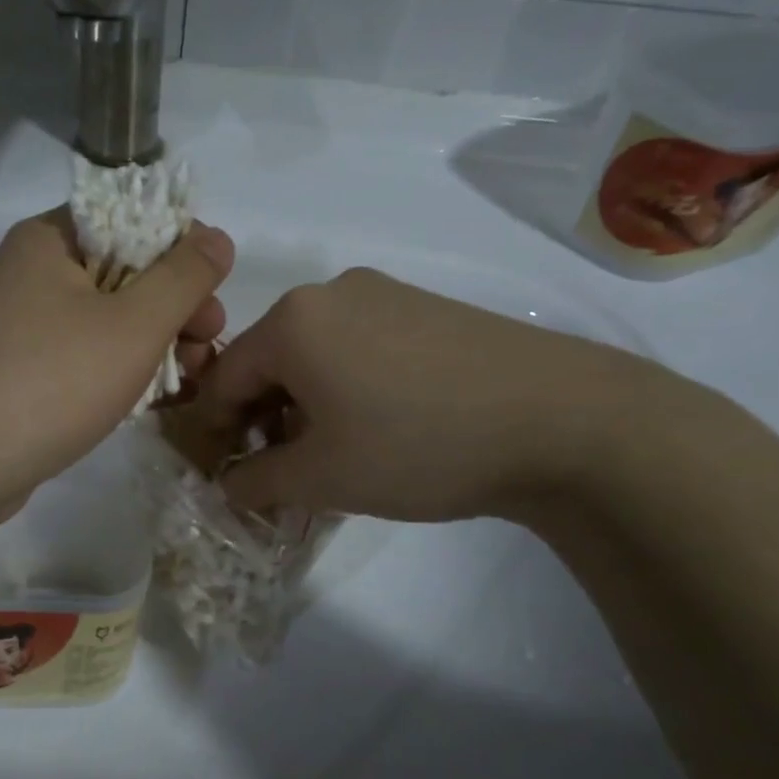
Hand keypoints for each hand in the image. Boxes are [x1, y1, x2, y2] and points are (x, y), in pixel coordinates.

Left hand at [0, 209, 233, 522]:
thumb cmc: (52, 380)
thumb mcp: (134, 323)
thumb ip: (183, 277)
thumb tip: (217, 238)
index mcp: (50, 239)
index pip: (131, 218)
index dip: (181, 248)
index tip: (213, 291)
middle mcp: (31, 273)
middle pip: (122, 272)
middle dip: (175, 306)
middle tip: (209, 341)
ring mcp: (21, 326)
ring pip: (106, 321)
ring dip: (154, 343)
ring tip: (193, 378)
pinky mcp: (20, 373)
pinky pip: (82, 358)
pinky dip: (119, 371)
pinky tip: (154, 398)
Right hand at [190, 268, 664, 522]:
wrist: (561, 420)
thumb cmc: (417, 445)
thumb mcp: (321, 478)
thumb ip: (256, 482)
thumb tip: (229, 486)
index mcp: (292, 321)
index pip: (224, 377)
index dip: (217, 430)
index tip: (227, 473)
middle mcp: (330, 293)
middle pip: (270, 361)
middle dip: (265, 418)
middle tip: (283, 471)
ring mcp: (384, 294)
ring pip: (316, 353)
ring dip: (306, 404)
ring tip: (335, 453)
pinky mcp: (426, 307)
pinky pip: (360, 345)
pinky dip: (348, 385)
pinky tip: (381, 424)